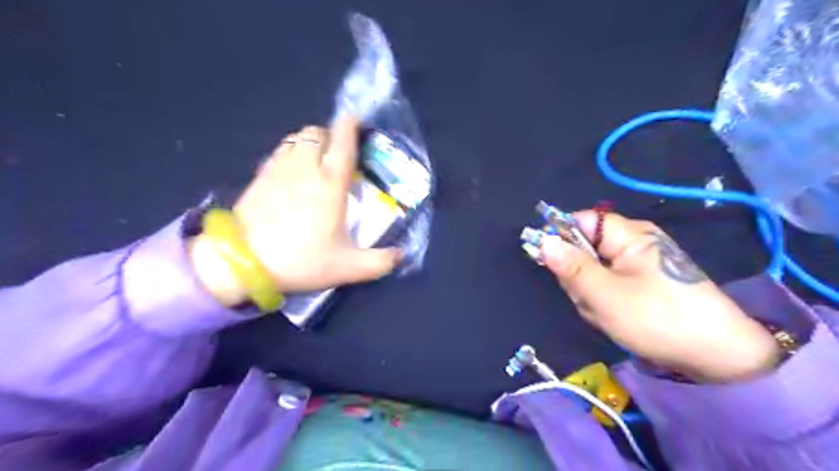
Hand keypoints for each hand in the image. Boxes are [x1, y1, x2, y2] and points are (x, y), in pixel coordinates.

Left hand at [191, 118, 401, 304]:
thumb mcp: (348, 268)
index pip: (343, 142)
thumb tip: (400, 255)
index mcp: (331, 183)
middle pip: (317, 131)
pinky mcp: (259, 176)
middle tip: (339, 152)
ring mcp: (279, 169)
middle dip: (331, 134)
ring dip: (310, 141)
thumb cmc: (301, 260)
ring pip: (295, 138)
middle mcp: (306, 167)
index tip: (357, 120)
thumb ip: (380, 262)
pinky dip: (291, 152)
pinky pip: (279, 151)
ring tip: (317, 159)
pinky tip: (293, 171)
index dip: (351, 126)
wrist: (243, 263)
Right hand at [540, 212, 783, 379]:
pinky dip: (603, 301)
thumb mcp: (605, 295)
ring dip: (590, 293)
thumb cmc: (658, 319)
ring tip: (607, 312)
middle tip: (591, 299)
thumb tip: (542, 241)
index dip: (561, 238)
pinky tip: (616, 317)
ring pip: (592, 270)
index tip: (553, 265)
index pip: (580, 220)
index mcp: (629, 234)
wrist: (718, 357)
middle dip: (579, 275)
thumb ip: (571, 267)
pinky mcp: (640, 282)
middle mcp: (633, 242)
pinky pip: (606, 284)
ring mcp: (637, 264)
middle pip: (583, 247)